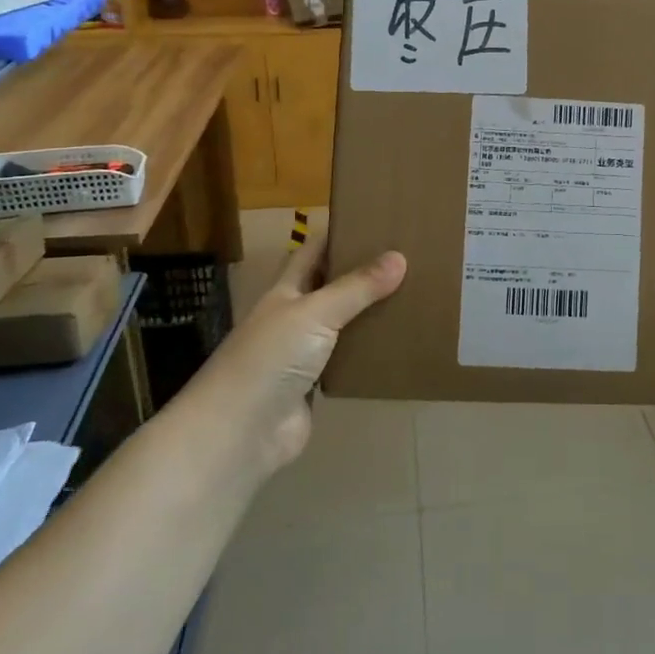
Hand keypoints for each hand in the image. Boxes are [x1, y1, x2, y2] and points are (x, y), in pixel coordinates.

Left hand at [187, 226, 405, 475]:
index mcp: (286, 291)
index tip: (378, 220)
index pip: (314, 251)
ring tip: (416, 295)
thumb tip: (400, 257)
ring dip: (371, 313)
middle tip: (410, 257)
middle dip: (364, 272)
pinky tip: (401, 342)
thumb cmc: (269, 359)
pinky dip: (371, 352)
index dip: (340, 234)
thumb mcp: (314, 313)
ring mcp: (304, 354)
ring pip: (344, 324)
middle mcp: (294, 317)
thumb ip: (356, 288)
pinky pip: (349, 361)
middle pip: (333, 286)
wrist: (238, 434)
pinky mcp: (316, 386)